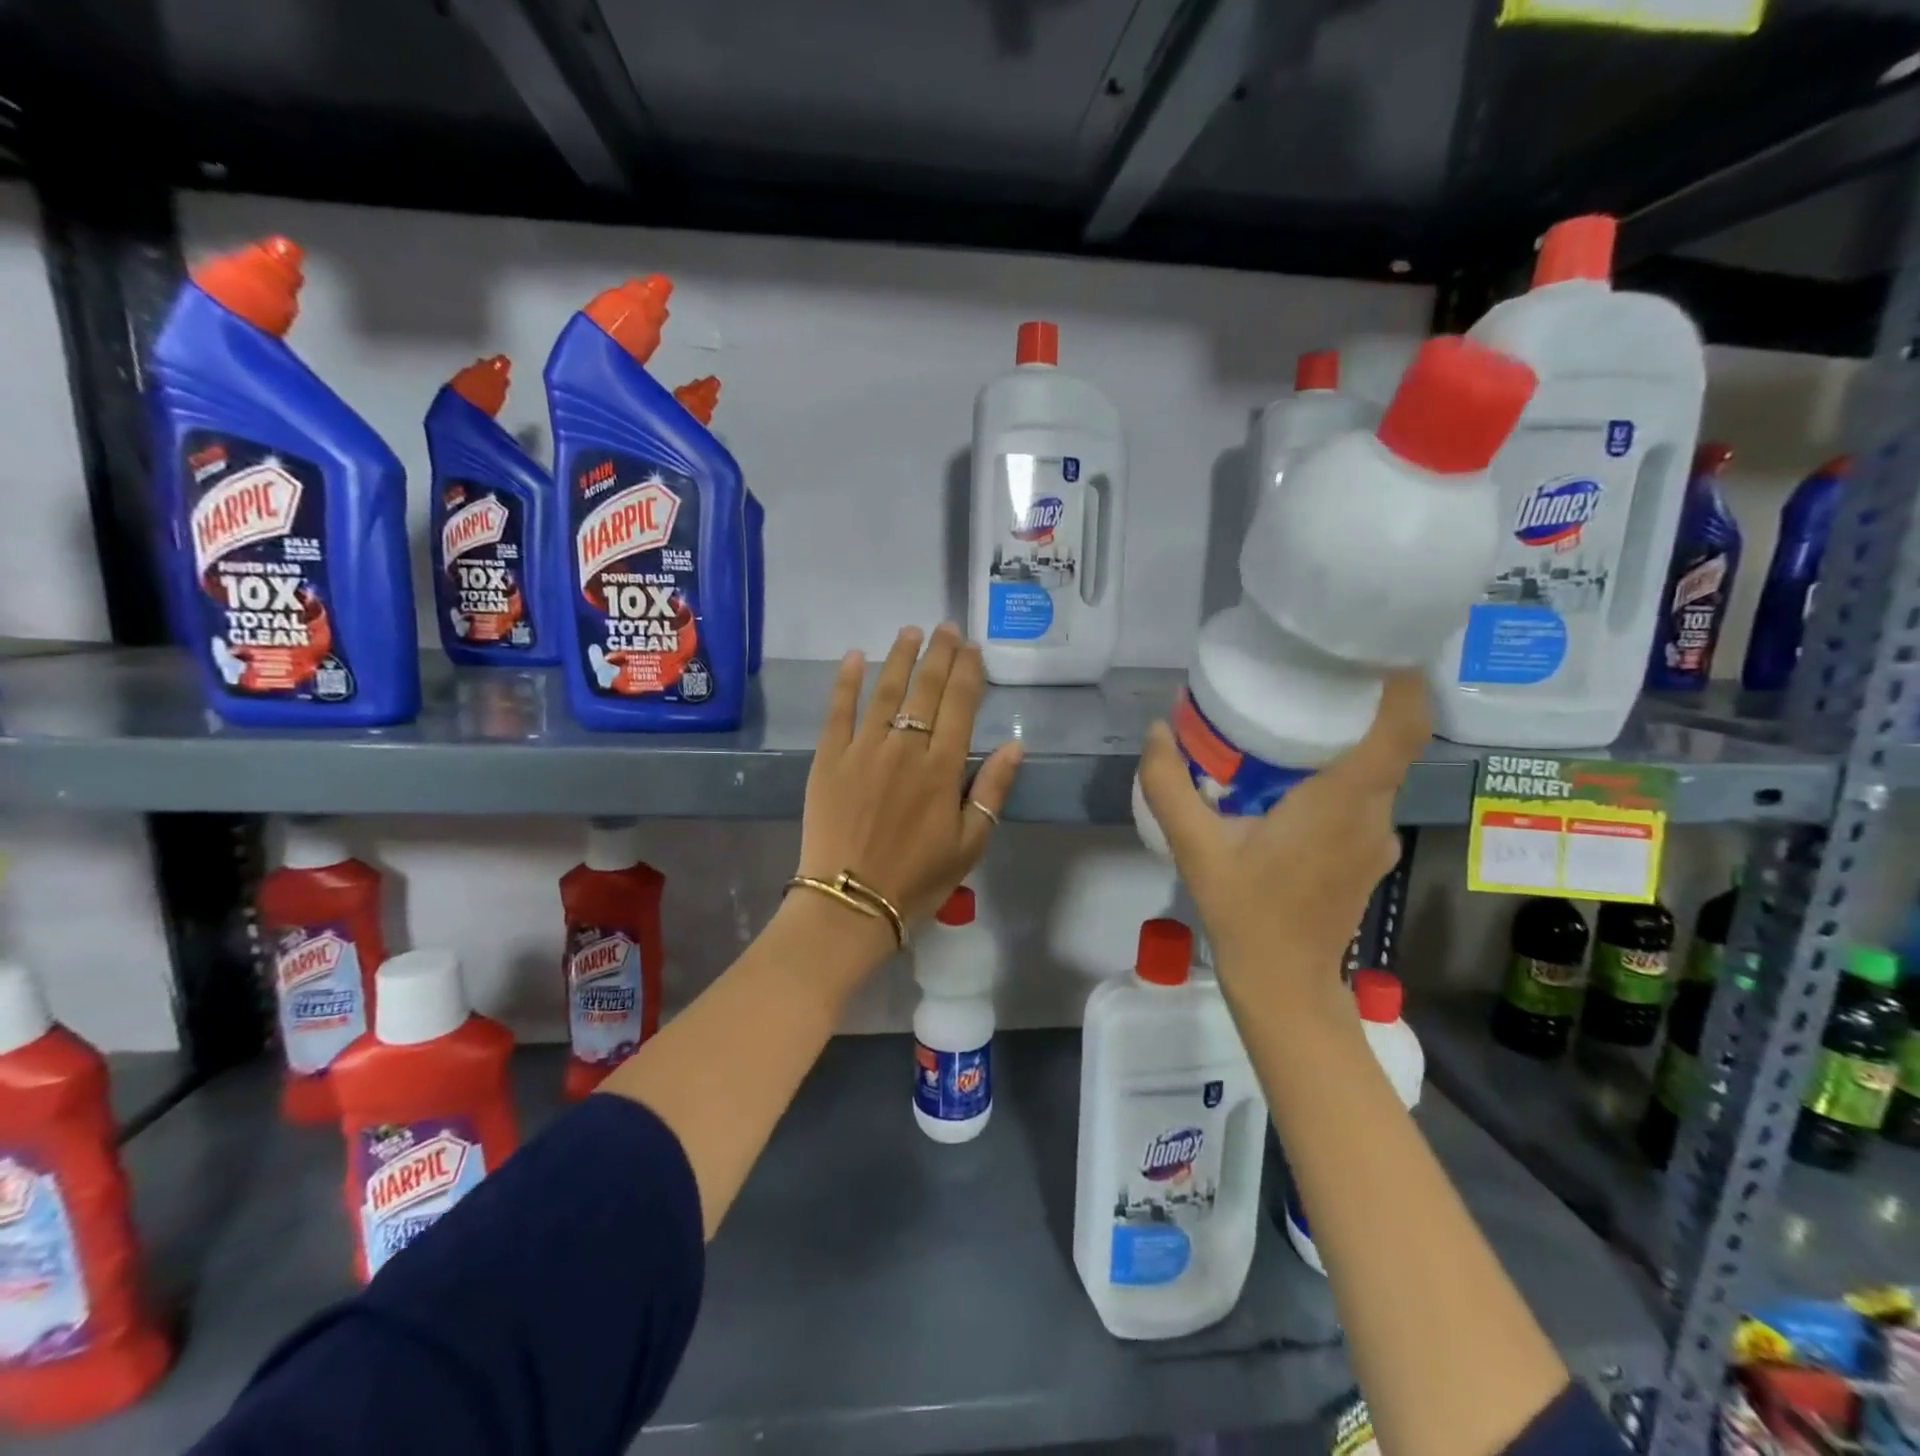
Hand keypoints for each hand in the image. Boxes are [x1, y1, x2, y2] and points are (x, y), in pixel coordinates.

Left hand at [797, 624, 1023, 944]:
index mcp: (942, 768)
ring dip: (899, 657)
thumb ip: (991, 789)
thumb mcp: (970, 843)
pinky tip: (855, 656)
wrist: (850, 902)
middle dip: (939, 654)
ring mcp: (862, 749)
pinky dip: (846, 681)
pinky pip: (838, 711)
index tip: (972, 647)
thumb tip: (1016, 744)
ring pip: (885, 691)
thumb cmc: (917, 879)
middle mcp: (904, 747)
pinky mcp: (828, 758)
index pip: (960, 705)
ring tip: (910, 632)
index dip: (968, 672)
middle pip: (925, 689)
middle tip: (946, 628)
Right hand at [1138, 670, 1428, 1003]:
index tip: (1374, 645)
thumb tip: (1157, 730)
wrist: (1283, 982)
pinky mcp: (1370, 854)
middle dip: (1360, 700)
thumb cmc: (1245, 912)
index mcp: (1341, 802)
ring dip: (1347, 740)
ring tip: (1296, 717)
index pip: (1401, 728)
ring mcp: (1378, 837)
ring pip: (1376, 770)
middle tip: (1312, 669)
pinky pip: (1363, 797)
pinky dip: (1340, 774)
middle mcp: (1373, 814)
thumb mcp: (1195, 847)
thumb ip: (1169, 786)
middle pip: (1389, 740)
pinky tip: (1293, 780)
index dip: (1402, 681)